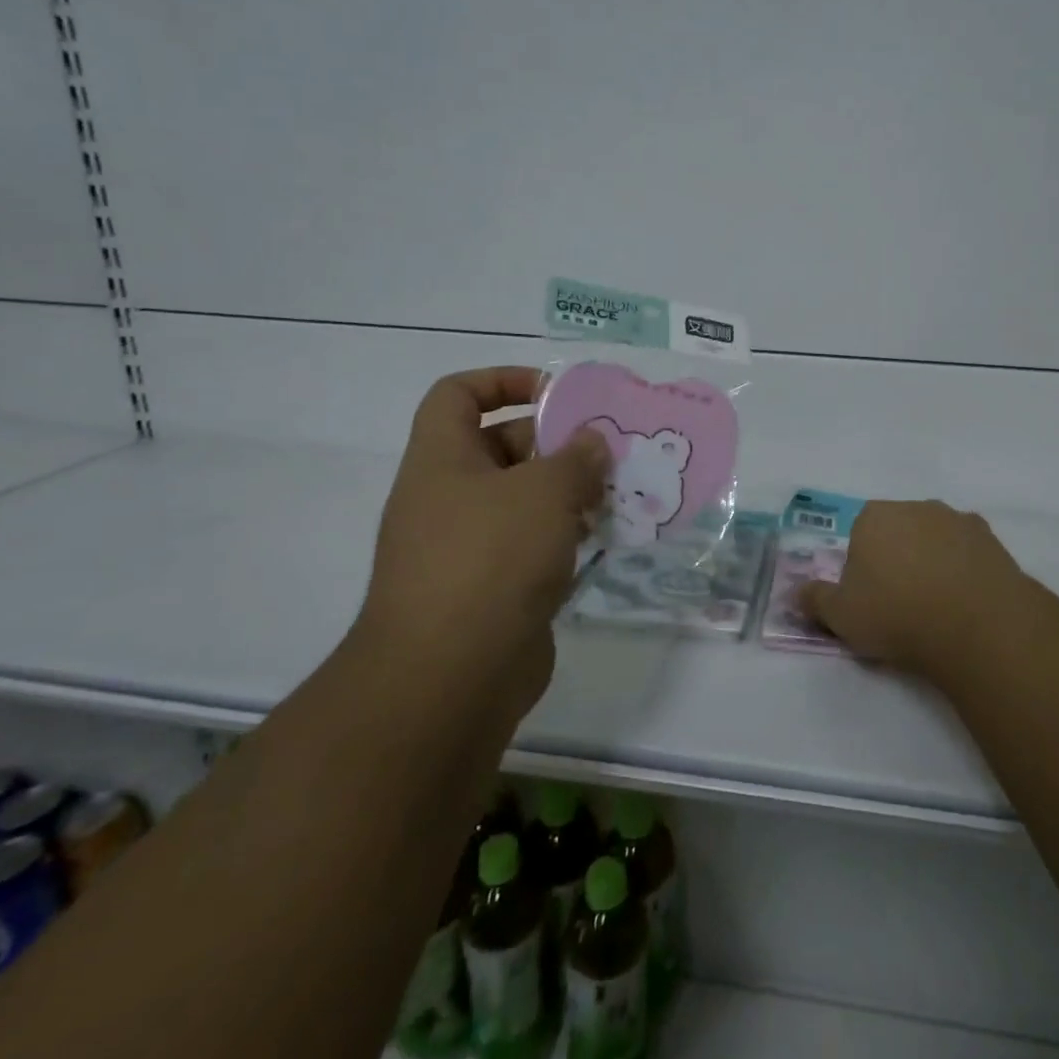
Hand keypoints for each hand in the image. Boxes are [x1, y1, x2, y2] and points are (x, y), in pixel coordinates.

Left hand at [357, 366, 608, 715]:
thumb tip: (592, 442)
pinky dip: (564, 537)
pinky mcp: (489, 590)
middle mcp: (447, 498)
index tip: (556, 394)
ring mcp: (466, 547)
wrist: (450, 678)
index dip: (503, 380)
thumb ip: (576, 458)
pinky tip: (604, 538)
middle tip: (606, 449)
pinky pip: (530, 546)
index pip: (458, 394)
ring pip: (521, 501)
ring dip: (567, 492)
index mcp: (442, 460)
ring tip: (617, 491)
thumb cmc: (491, 559)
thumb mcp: (544, 492)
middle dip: (554, 442)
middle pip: (500, 447)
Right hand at [801, 499, 1026, 678]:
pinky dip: (966, 570)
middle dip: (898, 559)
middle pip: (898, 531)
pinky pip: (969, 553)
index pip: (859, 534)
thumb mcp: (841, 616)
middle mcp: (915, 507)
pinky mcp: (992, 540)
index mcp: (873, 517)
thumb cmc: (896, 615)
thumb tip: (795, 594)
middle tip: (901, 604)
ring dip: (934, 562)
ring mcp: (958, 520)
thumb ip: (815, 601)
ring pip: (936, 539)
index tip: (870, 598)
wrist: (977, 625)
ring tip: (938, 608)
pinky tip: (967, 602)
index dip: (862, 567)